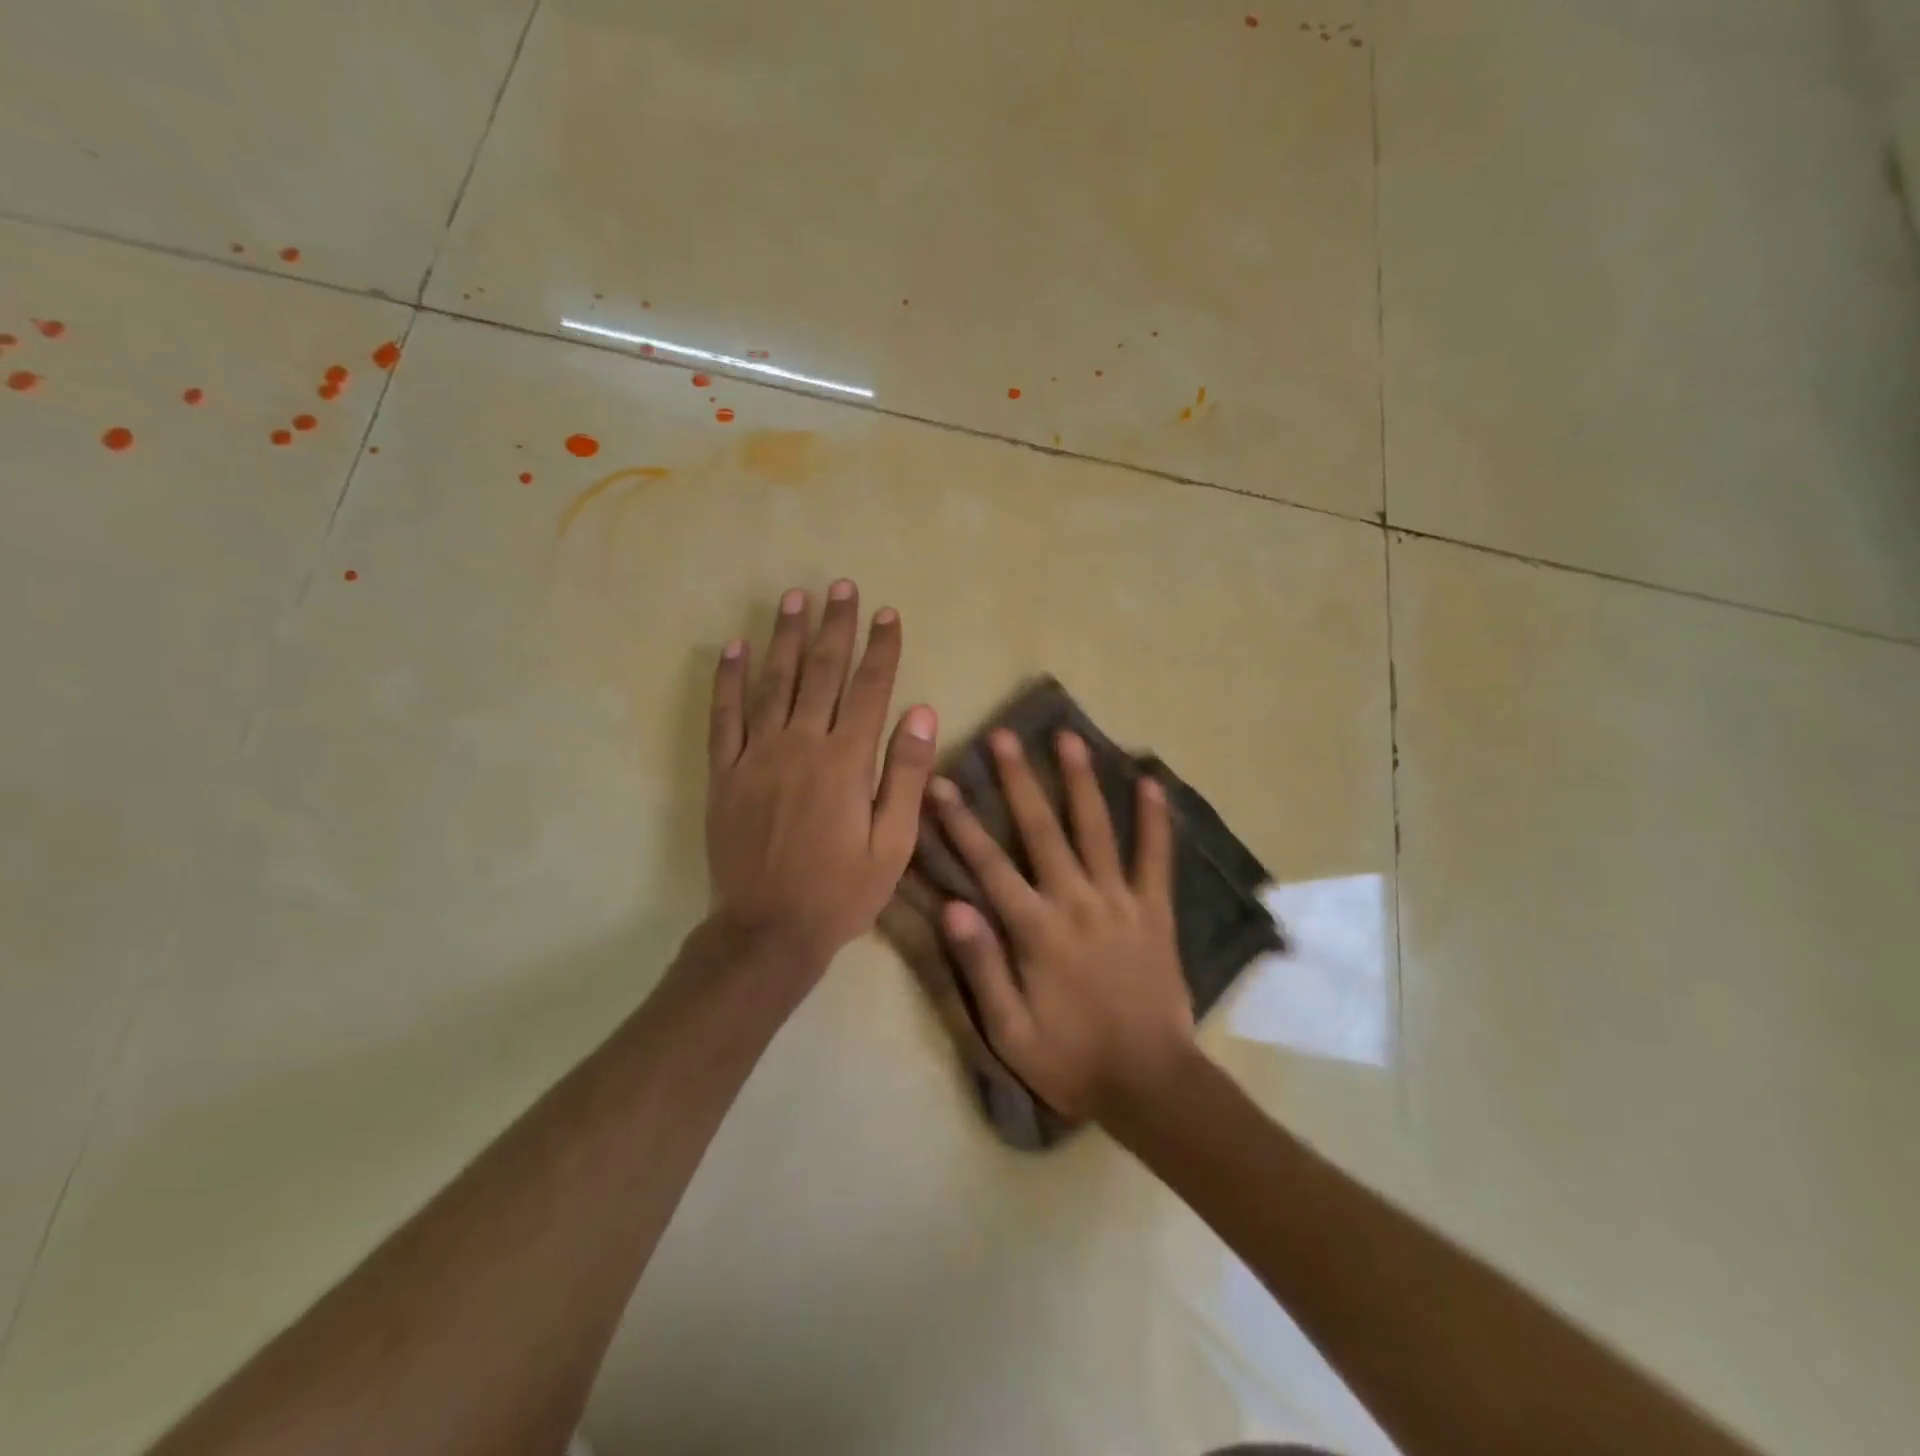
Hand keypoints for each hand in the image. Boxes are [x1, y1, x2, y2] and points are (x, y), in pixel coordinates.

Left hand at [706, 580, 937, 977]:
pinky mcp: (725, 774)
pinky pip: (724, 718)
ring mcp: (757, 756)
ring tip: (793, 598)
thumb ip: (905, 775)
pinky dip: (728, 681)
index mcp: (846, 762)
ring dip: (784, 637)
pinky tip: (733, 648)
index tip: (888, 614)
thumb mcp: (893, 844)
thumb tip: (921, 712)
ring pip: (773, 683)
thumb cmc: (841, 891)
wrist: (768, 930)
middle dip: (834, 626)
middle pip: (820, 673)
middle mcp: (801, 745)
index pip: (869, 689)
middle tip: (840, 587)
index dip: (881, 648)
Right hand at [928, 729, 1196, 1122]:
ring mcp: (1120, 902)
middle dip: (1018, 780)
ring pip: (1096, 829)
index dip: (961, 822)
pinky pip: (1156, 858)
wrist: (1150, 1083)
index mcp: (1036, 930)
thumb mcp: (1009, 1030)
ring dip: (1080, 781)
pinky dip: (1154, 820)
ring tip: (1069, 737)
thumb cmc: (1070, 1059)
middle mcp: (1077, 902)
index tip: (941, 782)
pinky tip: (1151, 782)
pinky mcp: (1155, 911)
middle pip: (1042, 829)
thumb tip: (952, 905)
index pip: (989, 864)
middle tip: (1003, 736)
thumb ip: (981, 966)